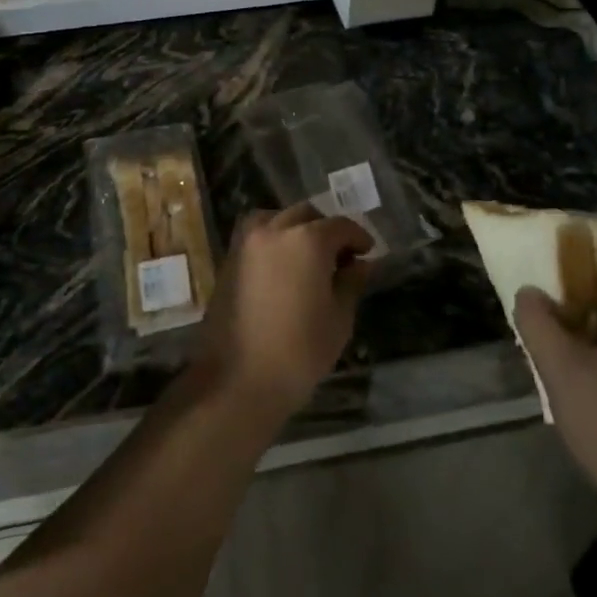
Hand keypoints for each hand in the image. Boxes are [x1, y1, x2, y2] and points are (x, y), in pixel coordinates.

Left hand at [193, 204, 373, 420]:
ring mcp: (247, 243)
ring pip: (277, 218)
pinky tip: (284, 266)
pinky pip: (256, 234)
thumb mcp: (338, 320)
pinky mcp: (229, 259)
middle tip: (341, 257)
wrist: (235, 381)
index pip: (340, 226)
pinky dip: (273, 238)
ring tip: (308, 257)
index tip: (367, 253)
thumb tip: (360, 264)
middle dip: (327, 230)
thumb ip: (350, 283)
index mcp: (307, 240)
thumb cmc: (298, 353)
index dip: (358, 237)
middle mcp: (275, 230)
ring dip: (296, 228)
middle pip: (307, 215)